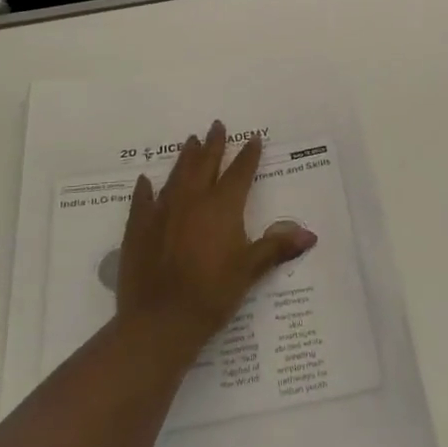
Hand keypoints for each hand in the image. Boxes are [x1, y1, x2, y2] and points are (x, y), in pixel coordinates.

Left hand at [117, 120, 317, 353]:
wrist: (160, 320)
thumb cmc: (212, 294)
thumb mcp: (250, 270)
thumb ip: (276, 247)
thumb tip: (310, 234)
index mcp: (223, 207)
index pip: (240, 173)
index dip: (248, 156)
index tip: (253, 139)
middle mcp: (192, 200)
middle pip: (205, 165)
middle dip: (214, 145)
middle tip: (217, 125)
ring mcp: (162, 212)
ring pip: (176, 176)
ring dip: (185, 158)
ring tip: (190, 141)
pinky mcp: (137, 228)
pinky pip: (143, 201)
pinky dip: (146, 189)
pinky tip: (146, 180)